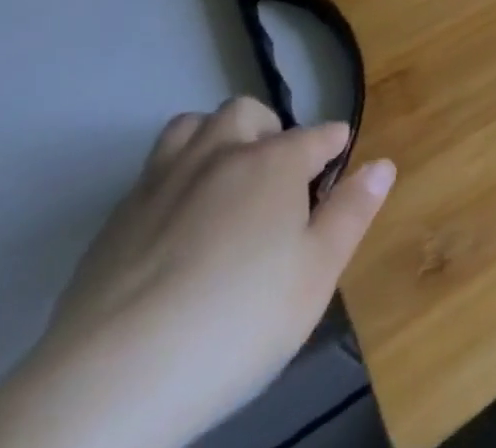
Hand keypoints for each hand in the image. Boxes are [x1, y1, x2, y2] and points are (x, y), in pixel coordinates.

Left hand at [0, 98, 393, 447]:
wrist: (112, 381)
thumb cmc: (236, 323)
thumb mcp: (315, 276)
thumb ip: (352, 213)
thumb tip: (383, 163)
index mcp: (275, 161)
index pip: (319, 135)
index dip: (335, 148)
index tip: (337, 169)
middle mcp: (221, 152)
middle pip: (249, 114)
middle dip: (269, 133)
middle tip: (276, 181)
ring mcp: (163, 180)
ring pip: (193, 126)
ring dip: (214, 140)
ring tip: (222, 183)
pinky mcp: (117, 216)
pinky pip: (153, 171)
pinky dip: (174, 179)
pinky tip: (174, 226)